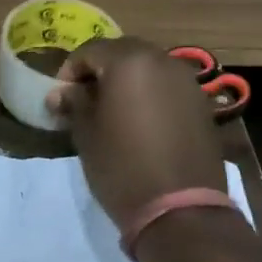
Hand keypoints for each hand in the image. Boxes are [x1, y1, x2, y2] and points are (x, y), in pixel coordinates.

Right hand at [47, 36, 228, 229]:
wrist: (180, 210)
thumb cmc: (122, 165)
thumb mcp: (86, 133)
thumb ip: (73, 103)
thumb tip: (61, 93)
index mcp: (130, 61)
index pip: (90, 51)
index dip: (69, 72)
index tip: (60, 98)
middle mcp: (162, 61)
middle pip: (122, 53)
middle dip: (100, 72)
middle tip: (84, 100)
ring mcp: (187, 82)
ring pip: (148, 69)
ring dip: (127, 82)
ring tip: (111, 111)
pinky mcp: (201, 105)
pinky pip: (167, 88)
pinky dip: (149, 96)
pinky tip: (140, 123)